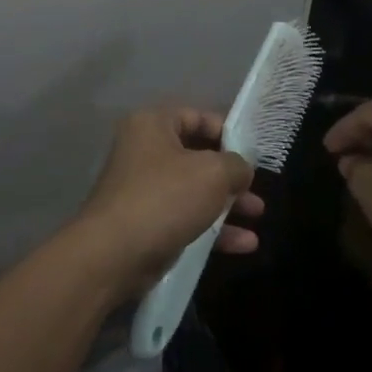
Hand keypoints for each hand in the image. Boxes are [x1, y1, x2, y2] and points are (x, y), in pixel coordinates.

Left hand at [77, 106, 264, 299]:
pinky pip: (186, 219)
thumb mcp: (212, 173)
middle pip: (197, 156)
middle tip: (256, 187)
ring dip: (227, 203)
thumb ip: (236, 165)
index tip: (252, 153)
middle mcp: (144, 151)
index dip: (227, 132)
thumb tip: (241, 170)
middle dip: (231, 174)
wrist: (114, 255)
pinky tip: (245, 244)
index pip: (196, 117)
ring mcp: (144, 190)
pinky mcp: (147, 224)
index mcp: (152, 125)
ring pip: (194, 191)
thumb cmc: (165, 198)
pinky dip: (214, 229)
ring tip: (257, 215)